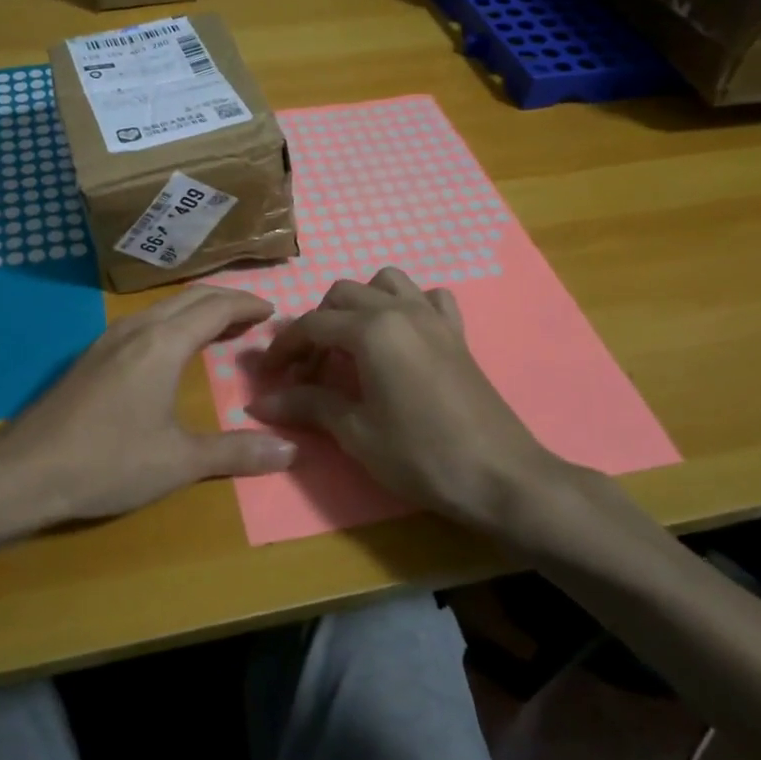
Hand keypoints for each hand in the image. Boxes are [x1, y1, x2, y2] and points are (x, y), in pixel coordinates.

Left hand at [0, 286, 296, 537]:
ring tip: (219, 326)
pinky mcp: (90, 356)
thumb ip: (236, 453)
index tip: (272, 310)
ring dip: (196, 309)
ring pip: (162, 307)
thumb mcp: (179, 462)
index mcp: (163, 343)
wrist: (24, 471)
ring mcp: (107, 340)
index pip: (215, 307)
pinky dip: (171, 321)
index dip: (246, 304)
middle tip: (253, 314)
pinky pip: (142, 321)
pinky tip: (169, 347)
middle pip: (189, 298)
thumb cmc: (108, 463)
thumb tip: (290, 449)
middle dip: (225, 300)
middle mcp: (136, 329)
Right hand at [246, 268, 595, 542]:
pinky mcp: (457, 333)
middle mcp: (400, 309)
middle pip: (342, 295)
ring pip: (385, 283)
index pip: (312, 324)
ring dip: (360, 303)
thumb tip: (260, 402)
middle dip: (317, 325)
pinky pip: (428, 298)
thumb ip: (308, 405)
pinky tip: (402, 337)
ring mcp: (433, 317)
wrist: (500, 476)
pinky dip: (408, 306)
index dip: (284, 348)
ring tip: (351, 344)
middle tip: (308, 369)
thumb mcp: (356, 433)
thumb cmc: (420, 455)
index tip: (268, 375)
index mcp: (371, 329)